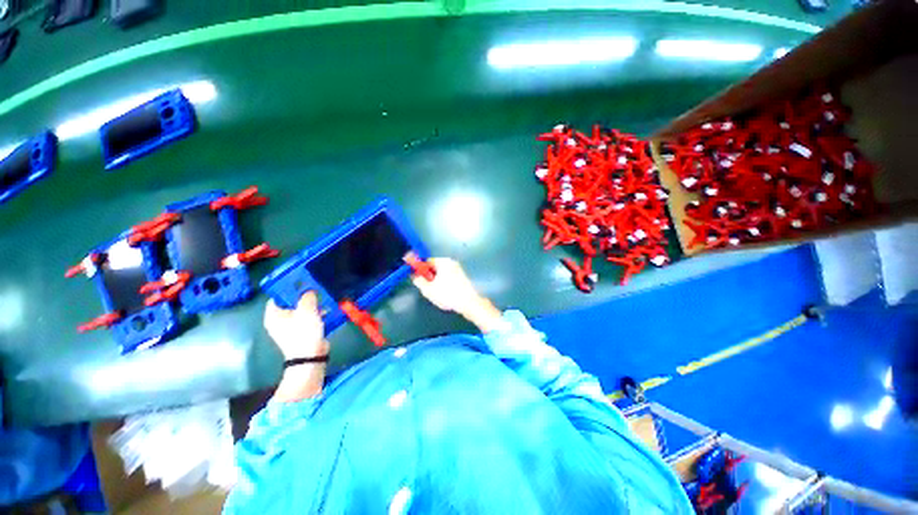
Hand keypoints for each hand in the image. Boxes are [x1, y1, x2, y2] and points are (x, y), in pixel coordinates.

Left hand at [264, 292, 328, 359]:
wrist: (310, 356)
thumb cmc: (304, 332)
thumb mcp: (307, 310)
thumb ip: (308, 297)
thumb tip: (309, 291)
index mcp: (273, 315)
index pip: (277, 296)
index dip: (288, 288)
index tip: (301, 281)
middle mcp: (279, 320)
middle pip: (290, 303)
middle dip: (303, 296)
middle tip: (314, 289)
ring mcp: (290, 327)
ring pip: (301, 310)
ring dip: (312, 305)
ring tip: (323, 299)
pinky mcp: (302, 332)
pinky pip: (308, 318)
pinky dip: (316, 314)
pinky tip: (327, 310)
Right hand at [411, 258, 502, 332]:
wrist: (469, 303)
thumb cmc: (447, 294)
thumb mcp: (428, 289)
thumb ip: (418, 280)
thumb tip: (415, 275)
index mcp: (443, 262)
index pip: (426, 261)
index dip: (419, 268)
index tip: (414, 275)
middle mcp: (451, 262)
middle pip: (434, 266)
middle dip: (427, 275)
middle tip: (425, 287)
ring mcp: (458, 269)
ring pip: (441, 273)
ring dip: (435, 280)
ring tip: (435, 292)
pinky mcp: (461, 277)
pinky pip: (448, 277)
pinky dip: (443, 283)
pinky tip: (443, 293)